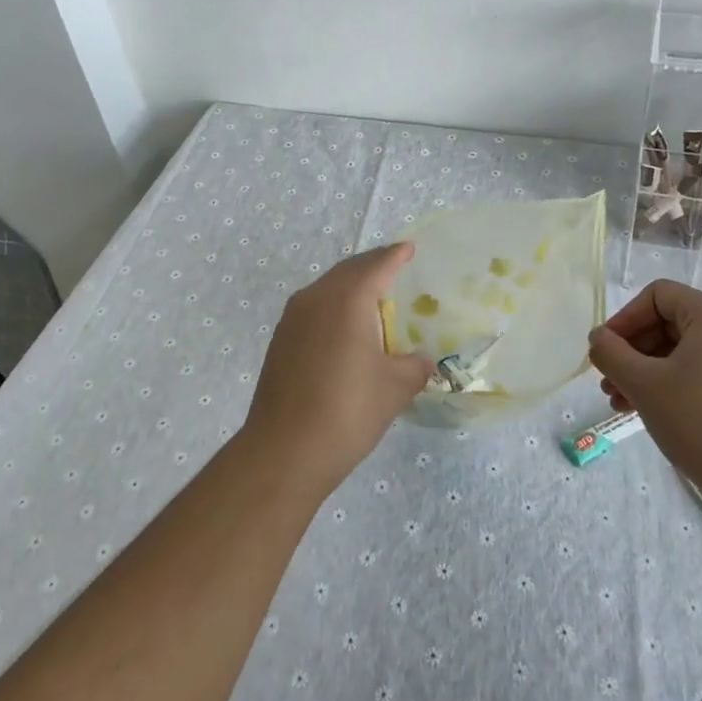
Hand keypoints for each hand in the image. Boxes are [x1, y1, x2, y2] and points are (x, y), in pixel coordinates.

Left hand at [243, 243, 433, 498]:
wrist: (285, 451)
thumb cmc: (348, 411)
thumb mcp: (395, 388)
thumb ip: (414, 366)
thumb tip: (420, 360)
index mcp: (347, 299)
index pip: (376, 265)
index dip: (395, 255)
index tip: (409, 248)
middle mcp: (316, 298)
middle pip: (349, 271)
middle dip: (373, 267)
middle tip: (395, 269)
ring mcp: (292, 319)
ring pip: (327, 289)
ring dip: (351, 287)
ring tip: (374, 299)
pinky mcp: (281, 340)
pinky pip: (314, 309)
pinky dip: (334, 307)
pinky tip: (346, 329)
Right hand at [586, 282, 701, 505]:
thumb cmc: (701, 421)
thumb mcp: (643, 384)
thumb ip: (611, 353)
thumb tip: (598, 338)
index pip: (657, 296)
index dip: (624, 319)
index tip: (604, 351)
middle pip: (668, 322)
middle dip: (632, 351)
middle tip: (608, 381)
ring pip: (681, 350)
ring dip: (646, 370)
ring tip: (620, 402)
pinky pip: (700, 370)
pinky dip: (670, 383)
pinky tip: (648, 410)